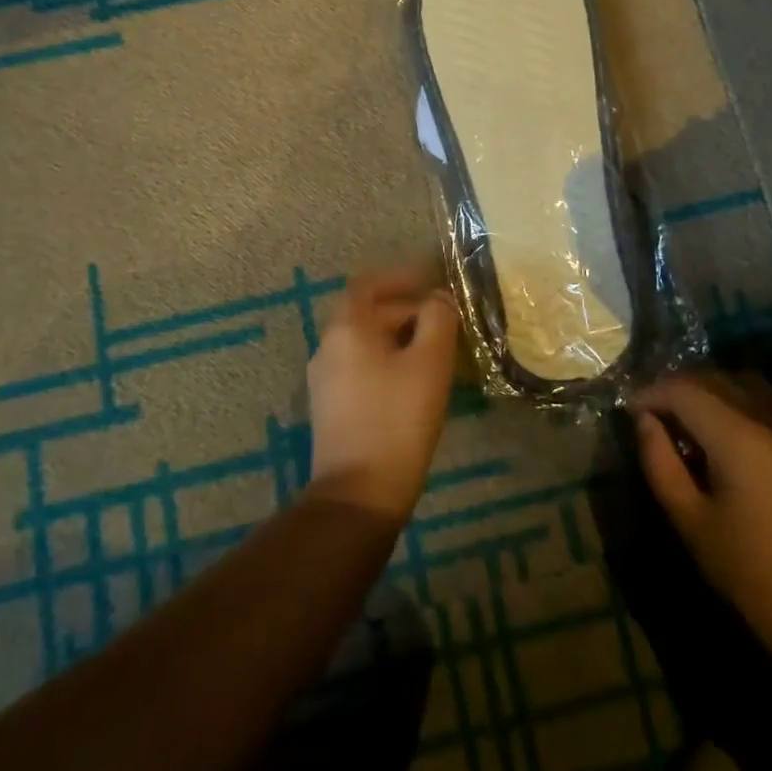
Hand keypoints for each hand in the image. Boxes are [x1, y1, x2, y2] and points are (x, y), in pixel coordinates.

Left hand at [305, 267, 460, 523]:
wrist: (359, 493)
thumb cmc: (397, 419)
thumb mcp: (429, 362)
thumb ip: (437, 319)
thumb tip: (438, 298)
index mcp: (346, 329)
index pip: (367, 284)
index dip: (400, 277)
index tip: (430, 279)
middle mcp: (328, 347)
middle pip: (367, 313)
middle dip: (406, 310)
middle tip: (445, 322)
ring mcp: (326, 380)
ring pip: (365, 343)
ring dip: (399, 338)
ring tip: (436, 351)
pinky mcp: (332, 408)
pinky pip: (361, 368)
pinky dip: (388, 362)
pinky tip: (415, 382)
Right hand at [633, 373, 771, 679]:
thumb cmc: (744, 568)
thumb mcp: (689, 518)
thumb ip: (660, 462)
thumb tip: (644, 422)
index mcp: (736, 438)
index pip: (684, 391)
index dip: (650, 395)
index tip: (625, 414)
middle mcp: (761, 424)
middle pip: (709, 384)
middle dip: (671, 393)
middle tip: (643, 420)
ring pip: (729, 394)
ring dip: (695, 401)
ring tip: (669, 429)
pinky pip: (746, 413)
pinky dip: (717, 414)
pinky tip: (702, 445)